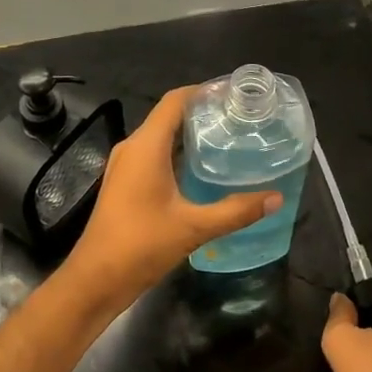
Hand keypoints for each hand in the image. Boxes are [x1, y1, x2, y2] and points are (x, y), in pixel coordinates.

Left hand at [62, 85, 283, 315]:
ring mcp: (125, 167)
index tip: (233, 93)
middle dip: (201, 113)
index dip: (202, 91)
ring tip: (226, 139)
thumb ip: (236, 211)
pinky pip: (153, 155)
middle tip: (238, 118)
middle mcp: (132, 148)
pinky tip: (201, 170)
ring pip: (160, 137)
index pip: (175, 101)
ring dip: (189, 135)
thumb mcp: (194, 228)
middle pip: (168, 116)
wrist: (95, 280)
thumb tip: (276, 198)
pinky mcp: (124, 184)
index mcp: (145, 146)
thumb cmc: (141, 245)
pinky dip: (177, 153)